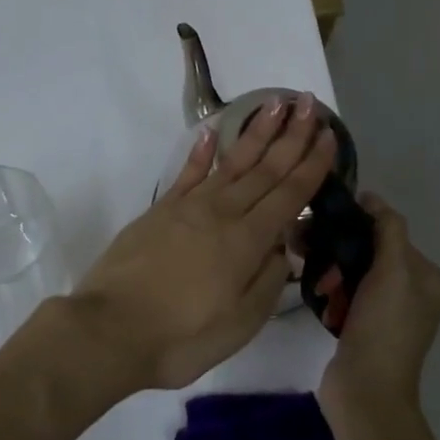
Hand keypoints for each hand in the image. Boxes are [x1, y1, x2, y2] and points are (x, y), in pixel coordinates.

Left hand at [69, 91, 336, 390]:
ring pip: (231, 162)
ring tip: (275, 103)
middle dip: (292, 135)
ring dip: (256, 132)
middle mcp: (222, 212)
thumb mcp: (240, 323)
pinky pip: (187, 172)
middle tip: (310, 102)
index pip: (289, 194)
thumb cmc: (182, 336)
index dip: (312, 164)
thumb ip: (268, 280)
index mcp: (247, 240)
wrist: (110, 329)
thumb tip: (283, 246)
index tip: (330, 135)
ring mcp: (188, 206)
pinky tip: (213, 132)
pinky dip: (201, 151)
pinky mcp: (161, 210)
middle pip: (265, 168)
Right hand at [319, 194, 439, 413]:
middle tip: (315, 257)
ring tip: (315, 281)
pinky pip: (344, 294)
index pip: (391, 233)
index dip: (360, 226)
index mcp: (428, 278)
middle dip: (340, 252)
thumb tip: (372, 198)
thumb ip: (387, 229)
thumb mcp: (394, 271)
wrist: (365, 392)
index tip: (328, 224)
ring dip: (331, 272)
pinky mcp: (363, 326)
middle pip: (370, 252)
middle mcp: (413, 292)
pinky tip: (320, 300)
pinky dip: (331, 294)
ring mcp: (387, 312)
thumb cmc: (384, 328)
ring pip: (353, 273)